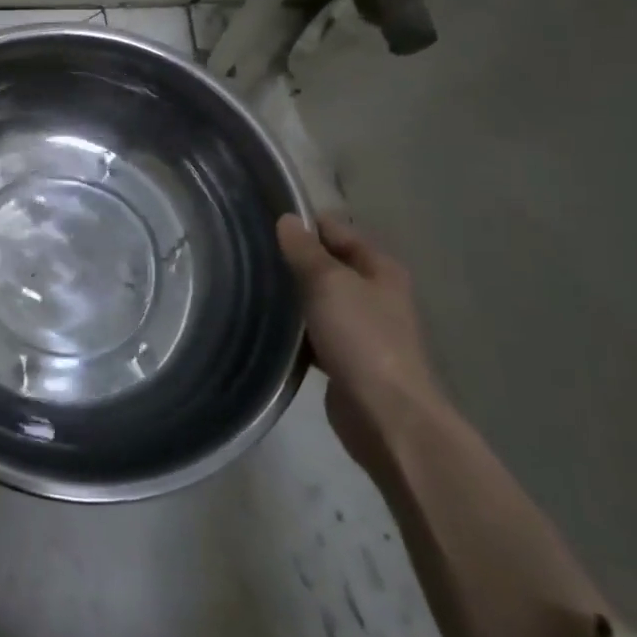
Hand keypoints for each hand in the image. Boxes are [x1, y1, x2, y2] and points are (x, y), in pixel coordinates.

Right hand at [277, 213, 443, 476]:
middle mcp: (375, 294)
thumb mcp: (329, 283)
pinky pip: (315, 332)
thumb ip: (306, 251)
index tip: (264, 221)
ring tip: (251, 283)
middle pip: (329, 264)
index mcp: (380, 268)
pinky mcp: (346, 359)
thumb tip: (287, 219)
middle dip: (295, 259)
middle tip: (251, 253)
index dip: (305, 223)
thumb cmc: (362, 338)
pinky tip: (267, 325)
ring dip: (293, 295)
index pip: (338, 230)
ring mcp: (362, 329)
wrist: (386, 416)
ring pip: (320, 299)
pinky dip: (295, 328)